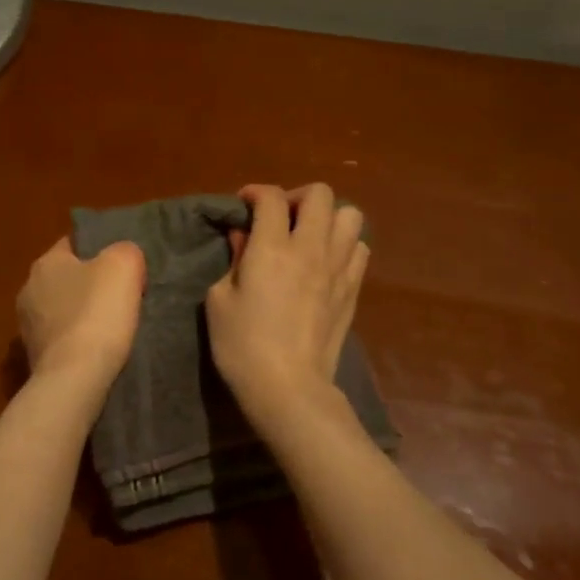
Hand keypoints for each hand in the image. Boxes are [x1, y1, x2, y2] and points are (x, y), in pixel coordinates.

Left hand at [17, 236, 145, 387]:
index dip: (99, 251)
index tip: (122, 267)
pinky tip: (97, 351)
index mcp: (45, 263)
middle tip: (121, 297)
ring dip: (82, 316)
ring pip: (63, 311)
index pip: (72, 244)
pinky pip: (62, 340)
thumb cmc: (97, 313)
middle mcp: (28, 290)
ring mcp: (27, 327)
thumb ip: (124, 251)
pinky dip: (77, 343)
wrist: (75, 379)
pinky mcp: (34, 358)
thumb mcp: (123, 265)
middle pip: (67, 279)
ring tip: (112, 328)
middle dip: (90, 286)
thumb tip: (122, 258)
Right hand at [206, 184, 368, 416]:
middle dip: (296, 197)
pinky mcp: (353, 289)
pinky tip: (326, 262)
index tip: (244, 204)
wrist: (288, 387)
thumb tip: (244, 236)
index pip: (271, 197)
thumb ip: (234, 259)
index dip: (255, 192)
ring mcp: (338, 268)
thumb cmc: (242, 345)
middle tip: (280, 218)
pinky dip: (344, 245)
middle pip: (319, 194)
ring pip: (349, 215)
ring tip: (309, 236)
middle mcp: (310, 248)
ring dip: (327, 218)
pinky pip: (360, 248)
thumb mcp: (219, 299)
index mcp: (271, 248)